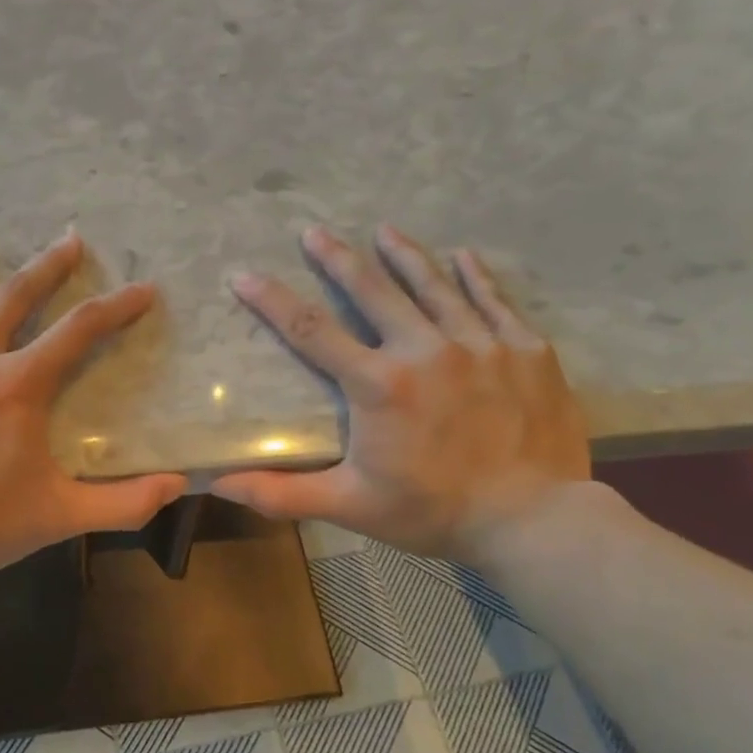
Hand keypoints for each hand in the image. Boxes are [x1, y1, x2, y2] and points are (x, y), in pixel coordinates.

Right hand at [212, 225, 589, 560]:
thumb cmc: (433, 512)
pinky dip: (476, 277)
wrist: (534, 521)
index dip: (273, 301)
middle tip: (315, 231)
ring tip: (385, 230)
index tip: (245, 275)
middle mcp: (425, 350)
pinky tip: (464, 256)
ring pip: (434, 286)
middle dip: (338, 258)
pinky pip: (495, 301)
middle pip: (373, 291)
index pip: (311, 331)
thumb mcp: (350, 505)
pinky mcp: (525, 350)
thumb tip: (218, 484)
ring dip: (405, 255)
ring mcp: (480, 344)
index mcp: (379, 385)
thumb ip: (281, 492)